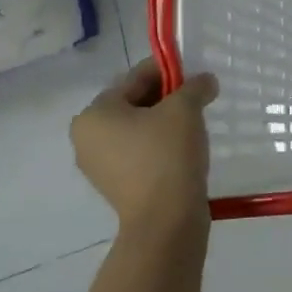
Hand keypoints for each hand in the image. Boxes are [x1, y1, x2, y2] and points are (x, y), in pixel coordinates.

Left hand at [69, 59, 218, 229]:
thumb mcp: (185, 109)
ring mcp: (98, 165)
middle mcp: (86, 137)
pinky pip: (138, 152)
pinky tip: (184, 148)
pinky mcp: (116, 185)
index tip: (196, 74)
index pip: (135, 77)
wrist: (165, 220)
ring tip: (194, 124)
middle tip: (198, 99)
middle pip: (133, 102)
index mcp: (94, 113)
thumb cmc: (168, 155)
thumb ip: (195, 86)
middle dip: (167, 97)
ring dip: (164, 121)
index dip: (169, 70)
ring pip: (137, 128)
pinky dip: (159, 145)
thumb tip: (205, 81)